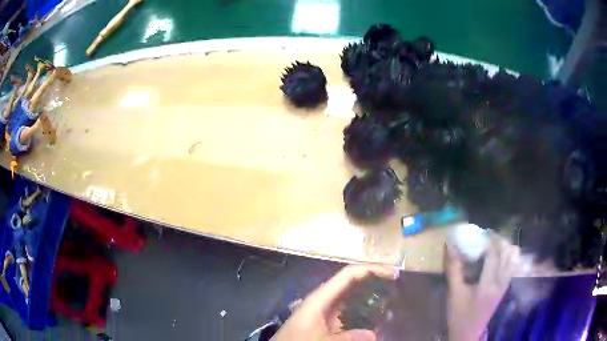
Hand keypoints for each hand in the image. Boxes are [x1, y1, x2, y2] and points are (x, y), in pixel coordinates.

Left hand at [272, 265, 396, 340]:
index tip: (392, 274)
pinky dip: (362, 311)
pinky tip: (374, 318)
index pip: (348, 275)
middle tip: (395, 286)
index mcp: (321, 297)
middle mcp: (324, 299)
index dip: (371, 270)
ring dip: (370, 297)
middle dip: (374, 281)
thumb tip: (374, 334)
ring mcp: (325, 309)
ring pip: (352, 297)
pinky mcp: (326, 320)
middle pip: (352, 283)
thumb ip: (347, 338)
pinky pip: (348, 311)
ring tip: (390, 300)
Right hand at [446, 233, 518, 340]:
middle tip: (489, 235)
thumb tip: (450, 247)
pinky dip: (509, 256)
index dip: (489, 241)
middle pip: (507, 254)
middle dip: (499, 241)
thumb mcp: (454, 294)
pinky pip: (512, 266)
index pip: (493, 256)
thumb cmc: (459, 315)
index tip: (482, 231)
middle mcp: (500, 283)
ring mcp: (505, 286)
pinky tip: (500, 255)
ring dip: (506, 247)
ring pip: (513, 259)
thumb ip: (454, 270)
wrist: (468, 333)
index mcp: (487, 286)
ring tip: (495, 243)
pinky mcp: (505, 288)